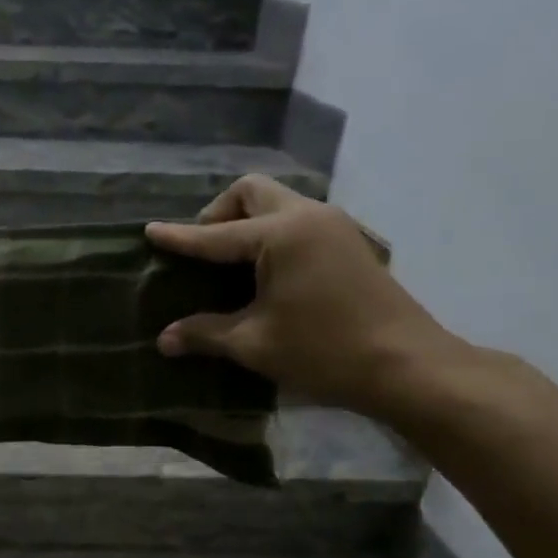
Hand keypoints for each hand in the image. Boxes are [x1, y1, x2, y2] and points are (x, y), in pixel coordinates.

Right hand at [145, 175, 455, 415]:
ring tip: (229, 261)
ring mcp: (333, 225)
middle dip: (218, 213)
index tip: (149, 232)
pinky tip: (264, 270)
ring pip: (277, 201)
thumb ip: (205, 333)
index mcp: (280, 234)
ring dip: (247, 220)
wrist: (409, 366)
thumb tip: (163, 340)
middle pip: (251, 191)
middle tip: (202, 249)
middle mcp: (307, 216)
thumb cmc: (325, 351)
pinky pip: (296, 219)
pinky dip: (271, 231)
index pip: (214, 235)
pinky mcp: (348, 242)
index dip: (178, 237)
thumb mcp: (254, 343)